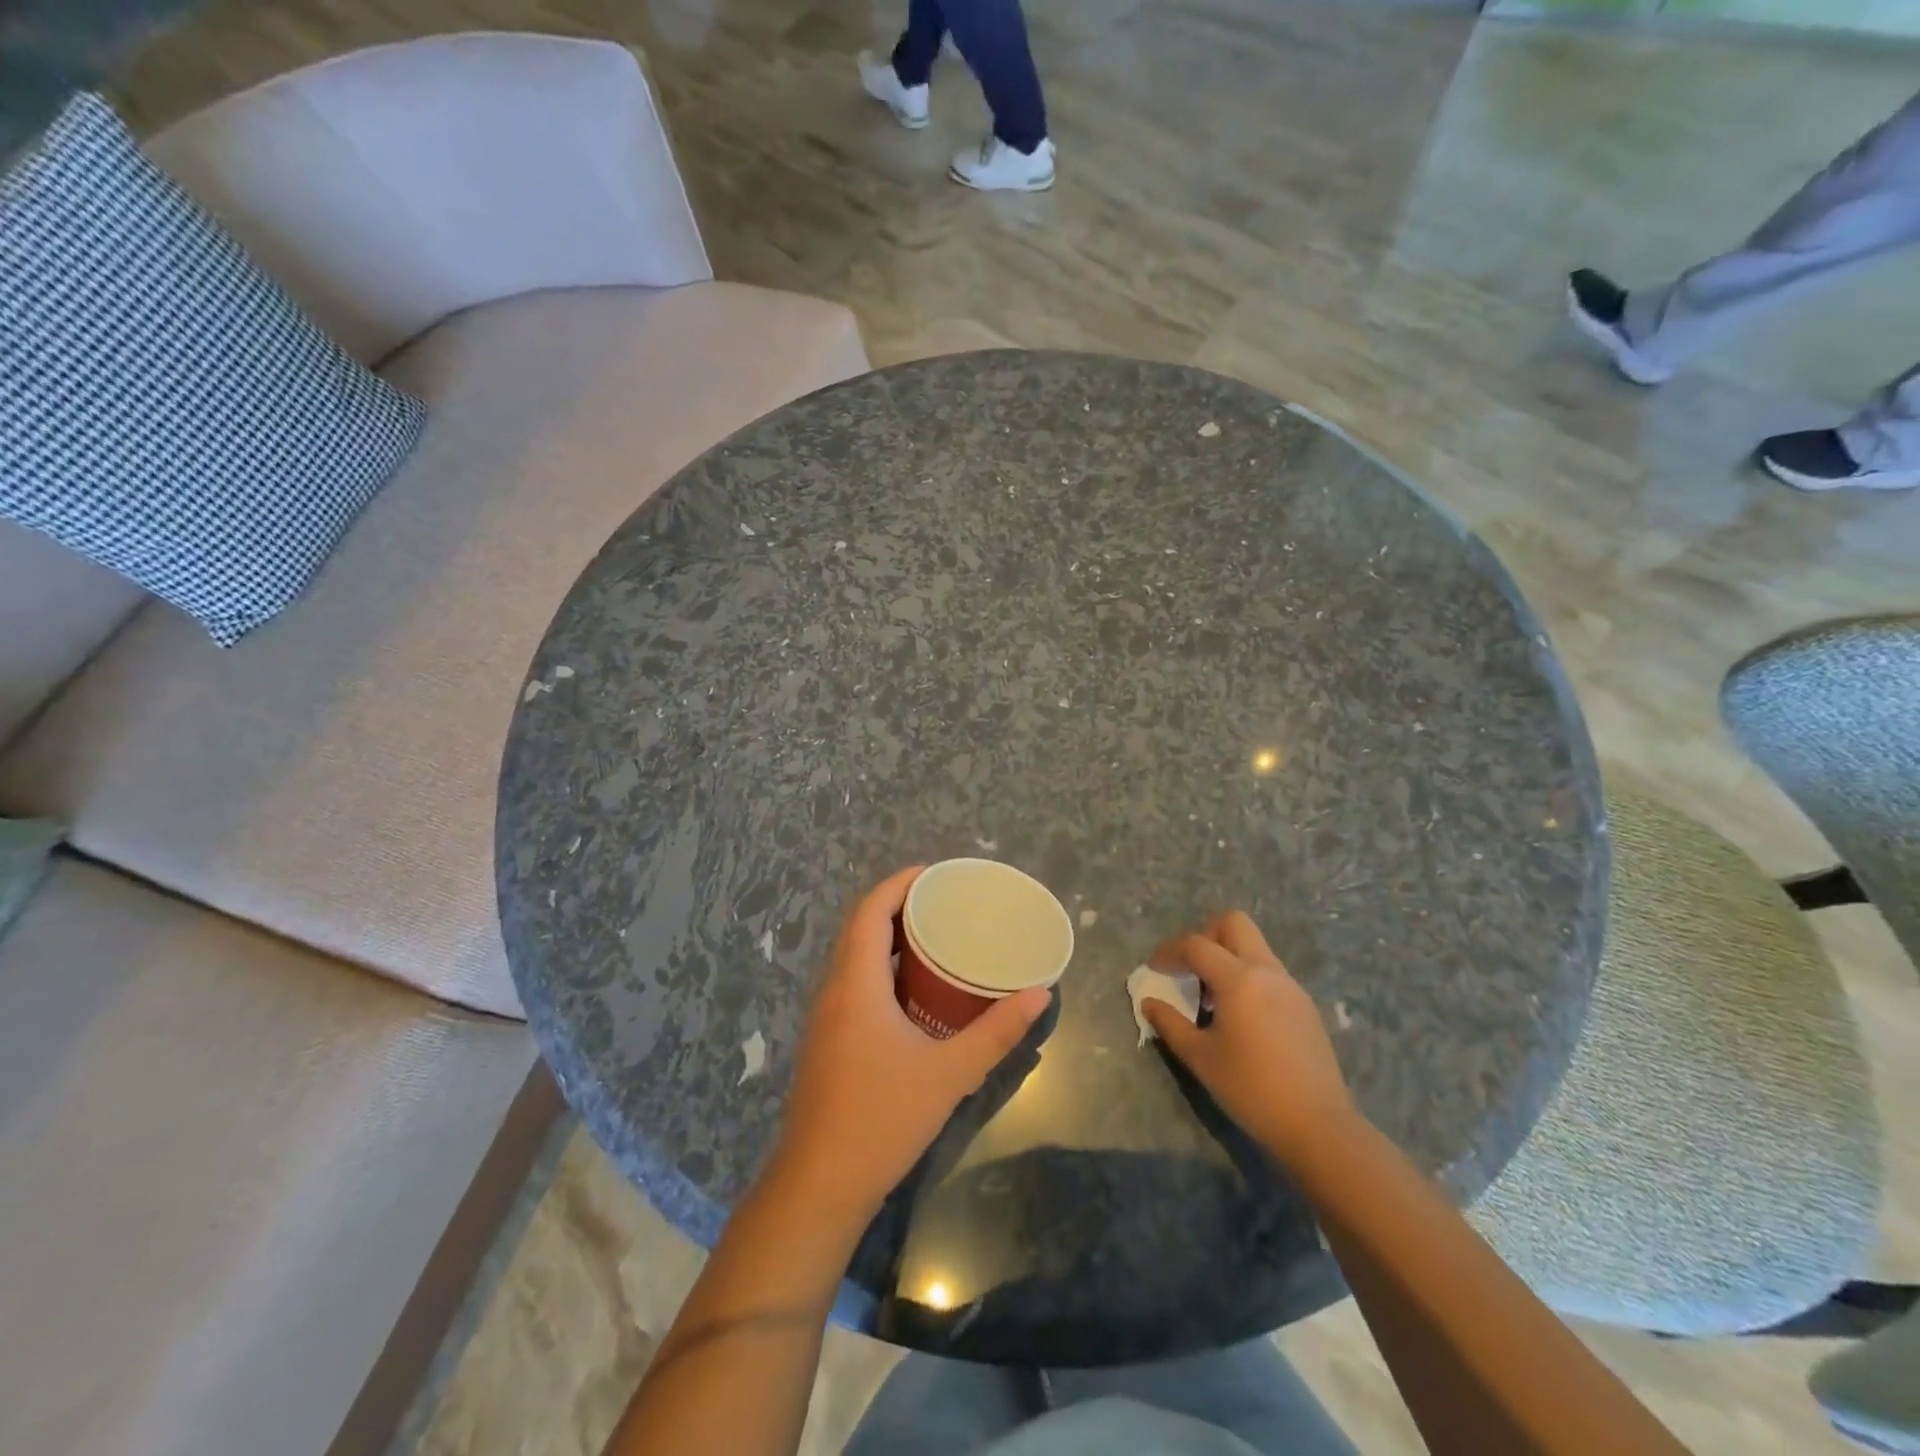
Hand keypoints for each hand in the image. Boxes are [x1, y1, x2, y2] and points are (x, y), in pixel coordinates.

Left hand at [769, 866, 1051, 1223]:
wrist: (819, 1185)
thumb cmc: (882, 1119)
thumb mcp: (949, 1073)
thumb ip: (996, 1032)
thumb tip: (1039, 994)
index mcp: (856, 985)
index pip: (869, 911)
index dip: (897, 884)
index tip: (933, 873)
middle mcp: (833, 991)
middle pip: (858, 928)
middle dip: (896, 906)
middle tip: (942, 903)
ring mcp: (824, 1018)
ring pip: (852, 958)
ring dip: (885, 938)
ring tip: (932, 937)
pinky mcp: (826, 1042)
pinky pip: (851, 984)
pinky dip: (878, 968)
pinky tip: (910, 991)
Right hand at [1143, 911, 1357, 1164]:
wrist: (1318, 1125)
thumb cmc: (1251, 1089)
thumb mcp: (1200, 1057)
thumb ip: (1170, 1023)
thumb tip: (1149, 1003)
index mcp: (1238, 979)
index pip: (1196, 945)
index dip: (1169, 951)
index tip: (1154, 969)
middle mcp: (1266, 971)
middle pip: (1233, 923)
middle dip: (1205, 935)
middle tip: (1189, 967)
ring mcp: (1290, 986)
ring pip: (1254, 946)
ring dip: (1227, 956)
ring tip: (1211, 996)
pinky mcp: (1303, 1005)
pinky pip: (1268, 971)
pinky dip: (1247, 977)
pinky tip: (1239, 1016)